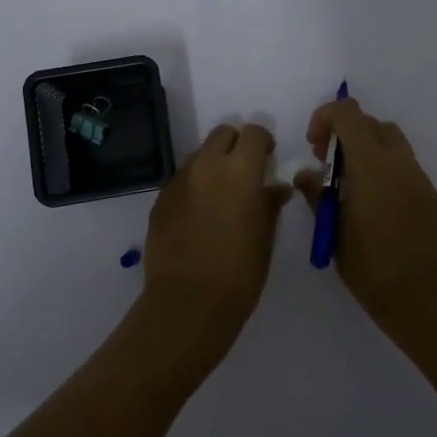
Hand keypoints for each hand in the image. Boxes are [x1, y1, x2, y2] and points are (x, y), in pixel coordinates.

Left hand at [142, 123, 288, 350]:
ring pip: (199, 156)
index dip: (263, 143)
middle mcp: (206, 166)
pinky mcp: (160, 200)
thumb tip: (276, 187)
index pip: (254, 134)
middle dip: (235, 145)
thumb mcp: (265, 236)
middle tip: (244, 173)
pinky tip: (198, 216)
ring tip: (220, 197)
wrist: (188, 303)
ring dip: (212, 165)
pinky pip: (181, 180)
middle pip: (222, 134)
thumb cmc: (240, 271)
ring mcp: (178, 181)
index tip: (268, 160)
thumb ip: (270, 203)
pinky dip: (193, 187)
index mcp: (240, 170)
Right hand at [294, 98, 436, 324]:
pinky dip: (382, 166)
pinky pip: (402, 162)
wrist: (425, 298)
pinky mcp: (428, 193)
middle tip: (326, 164)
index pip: (348, 113)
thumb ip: (317, 195)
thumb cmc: (371, 266)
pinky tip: (370, 202)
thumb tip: (306, 174)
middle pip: (370, 122)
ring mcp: (417, 176)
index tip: (313, 146)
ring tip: (348, 183)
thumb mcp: (333, 231)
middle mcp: (397, 161)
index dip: (325, 117)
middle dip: (343, 132)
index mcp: (370, 164)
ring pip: (389, 139)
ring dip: (365, 147)